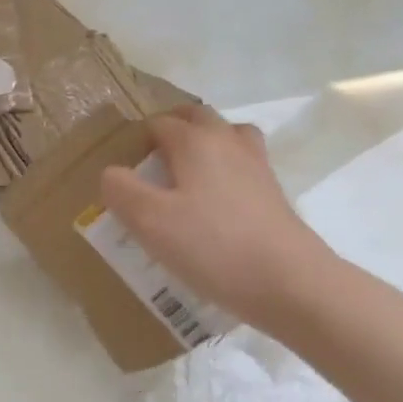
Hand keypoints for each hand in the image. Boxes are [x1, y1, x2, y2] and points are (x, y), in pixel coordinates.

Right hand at [100, 104, 335, 335]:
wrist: (290, 283)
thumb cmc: (212, 246)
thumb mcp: (148, 221)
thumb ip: (120, 189)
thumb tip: (112, 173)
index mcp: (195, 140)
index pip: (158, 123)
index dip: (137, 140)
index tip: (124, 170)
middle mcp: (228, 141)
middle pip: (197, 118)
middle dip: (172, 130)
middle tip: (150, 165)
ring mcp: (257, 165)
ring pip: (227, 136)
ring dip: (204, 144)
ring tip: (186, 174)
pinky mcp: (274, 193)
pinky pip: (243, 164)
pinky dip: (225, 170)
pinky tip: (214, 203)